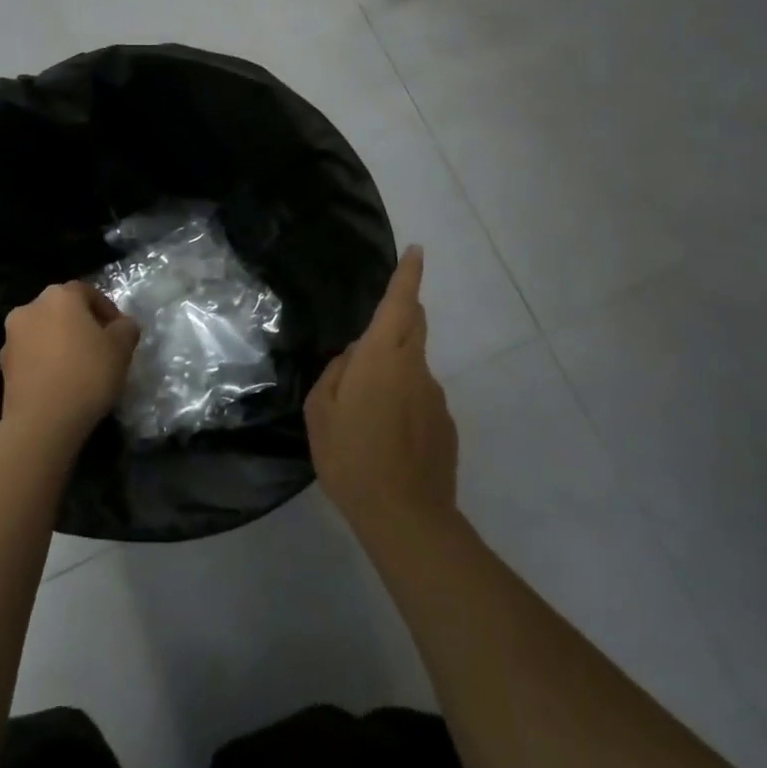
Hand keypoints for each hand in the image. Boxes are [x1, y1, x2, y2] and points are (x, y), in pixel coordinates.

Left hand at [0, 282, 139, 445]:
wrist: (42, 421)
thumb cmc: (87, 374)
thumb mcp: (121, 348)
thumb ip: (126, 328)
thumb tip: (123, 325)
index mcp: (59, 296)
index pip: (86, 292)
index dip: (106, 309)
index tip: (119, 331)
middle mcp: (30, 308)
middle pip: (61, 309)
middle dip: (80, 323)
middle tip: (100, 346)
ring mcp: (12, 337)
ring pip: (43, 331)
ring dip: (60, 342)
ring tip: (79, 366)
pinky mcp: (3, 366)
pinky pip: (32, 355)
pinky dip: (46, 361)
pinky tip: (61, 381)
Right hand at [305, 247, 457, 542]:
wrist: (406, 517)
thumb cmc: (352, 458)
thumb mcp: (321, 414)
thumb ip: (335, 374)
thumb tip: (353, 357)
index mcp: (382, 359)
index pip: (399, 304)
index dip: (408, 275)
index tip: (416, 251)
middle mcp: (415, 369)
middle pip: (414, 326)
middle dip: (400, 315)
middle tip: (370, 340)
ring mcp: (435, 397)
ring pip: (413, 366)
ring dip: (393, 372)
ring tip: (366, 416)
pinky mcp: (446, 424)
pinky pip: (420, 398)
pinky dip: (404, 404)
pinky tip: (387, 439)